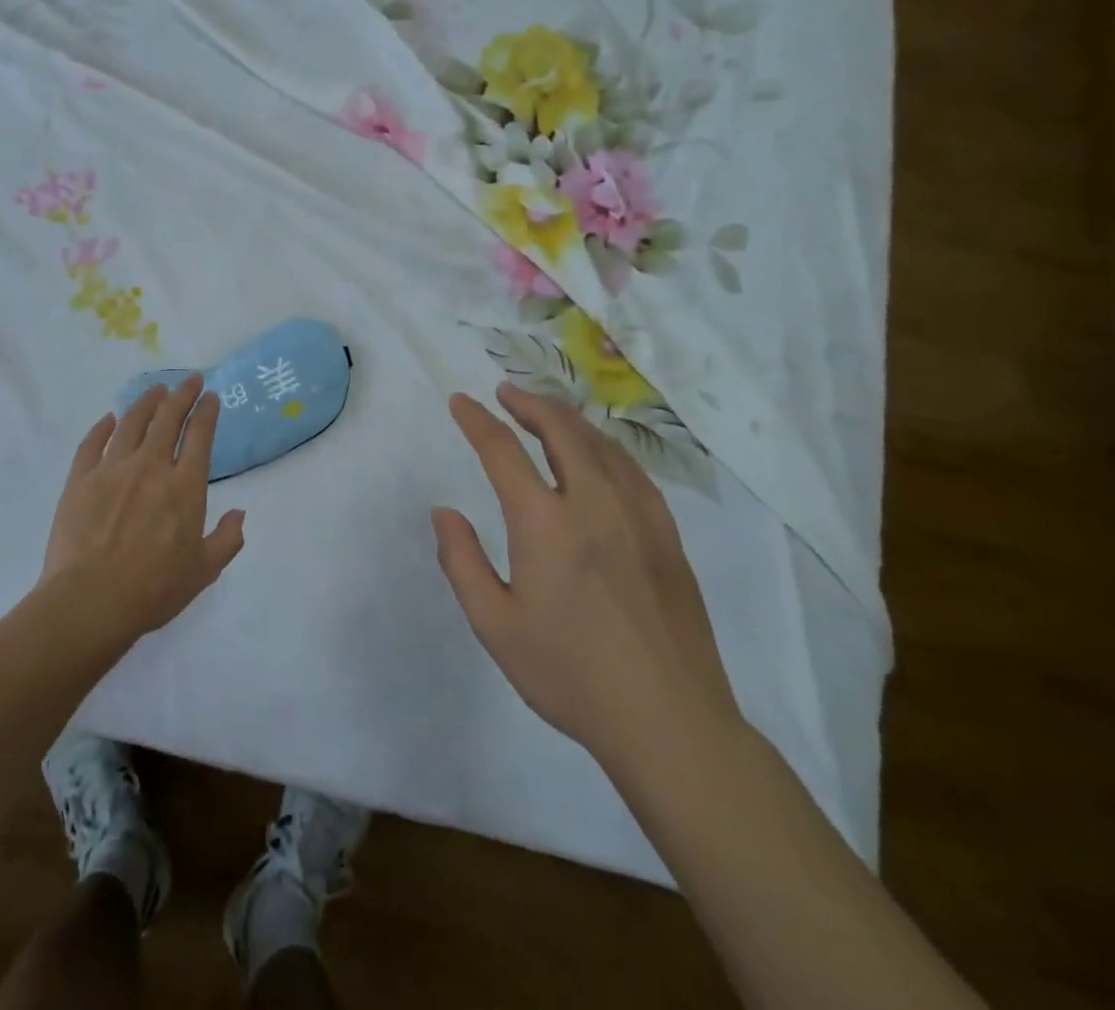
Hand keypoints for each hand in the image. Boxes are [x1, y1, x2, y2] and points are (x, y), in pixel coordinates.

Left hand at [38, 374, 246, 641]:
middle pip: (167, 419)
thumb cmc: (153, 590)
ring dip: (146, 402)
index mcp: (184, 487)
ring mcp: (112, 470)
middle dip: (181, 395)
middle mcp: (150, 467)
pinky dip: (103, 427)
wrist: (91, 601)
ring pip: (131, 423)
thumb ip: (227, 540)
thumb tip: (240, 514)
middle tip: (189, 380)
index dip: (206, 412)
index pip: (199, 436)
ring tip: (155, 391)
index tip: (210, 396)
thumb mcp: (203, 571)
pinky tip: (109, 419)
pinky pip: (92, 443)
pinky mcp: (80, 479)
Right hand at [433, 383, 743, 777]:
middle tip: (506, 392)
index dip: (477, 421)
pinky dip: (605, 447)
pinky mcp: (667, 536)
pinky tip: (599, 454)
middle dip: (528, 403)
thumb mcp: (495, 625)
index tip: (460, 401)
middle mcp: (594, 504)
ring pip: (601, 444)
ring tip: (545, 411)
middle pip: (561, 431)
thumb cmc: (570, 675)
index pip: (504, 451)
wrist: (669, 722)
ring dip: (567, 418)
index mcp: (546, 523)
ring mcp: (639, 516)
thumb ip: (462, 561)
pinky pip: (632, 470)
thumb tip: (445, 511)